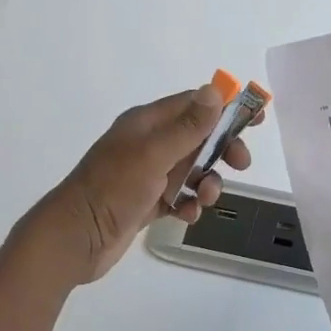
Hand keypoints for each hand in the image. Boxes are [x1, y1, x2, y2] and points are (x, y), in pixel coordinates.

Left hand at [17, 84, 255, 284]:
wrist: (74, 239)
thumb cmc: (112, 189)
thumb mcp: (154, 154)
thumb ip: (188, 126)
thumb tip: (215, 91)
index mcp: (147, 123)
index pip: (194, 104)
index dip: (226, 108)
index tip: (256, 118)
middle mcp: (148, 143)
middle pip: (199, 137)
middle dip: (222, 150)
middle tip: (241, 165)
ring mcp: (147, 174)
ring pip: (193, 169)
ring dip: (207, 182)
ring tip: (203, 199)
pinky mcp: (147, 202)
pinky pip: (180, 196)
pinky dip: (189, 203)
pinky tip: (186, 215)